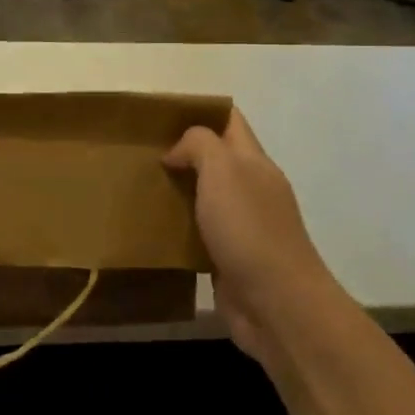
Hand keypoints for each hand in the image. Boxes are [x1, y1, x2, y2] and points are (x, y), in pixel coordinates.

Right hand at [165, 110, 344, 369]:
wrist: (277, 304)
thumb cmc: (249, 229)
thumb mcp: (223, 170)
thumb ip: (199, 145)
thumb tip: (177, 152)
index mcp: (254, 162)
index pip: (230, 120)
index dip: (199, 110)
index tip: (159, 113)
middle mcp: (251, 188)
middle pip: (215, 157)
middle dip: (181, 151)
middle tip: (139, 151)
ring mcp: (243, 225)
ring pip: (204, 196)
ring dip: (176, 189)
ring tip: (138, 185)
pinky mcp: (229, 258)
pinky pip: (199, 232)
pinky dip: (178, 226)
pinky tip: (152, 227)